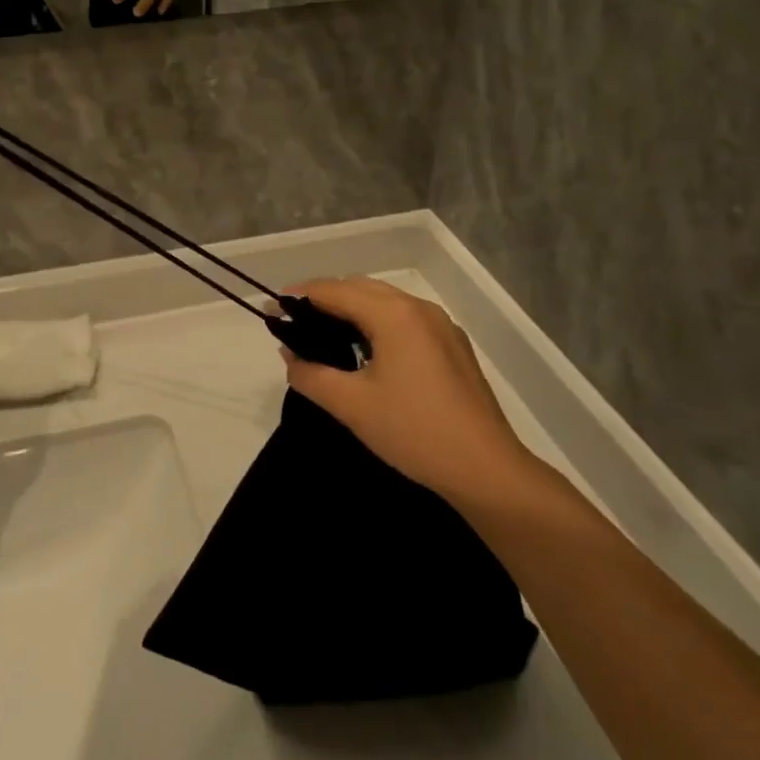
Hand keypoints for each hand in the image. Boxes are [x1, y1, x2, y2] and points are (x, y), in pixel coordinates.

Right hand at [277, 278, 538, 508]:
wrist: (486, 471)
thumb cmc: (414, 432)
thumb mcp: (351, 405)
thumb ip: (310, 374)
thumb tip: (289, 354)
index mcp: (394, 314)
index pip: (335, 290)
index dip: (299, 296)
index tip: (272, 309)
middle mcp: (418, 308)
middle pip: (360, 288)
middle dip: (324, 299)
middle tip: (294, 323)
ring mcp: (440, 325)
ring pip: (384, 302)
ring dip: (351, 310)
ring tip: (324, 336)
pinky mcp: (453, 346)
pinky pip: (404, 319)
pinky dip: (376, 323)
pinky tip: (366, 352)